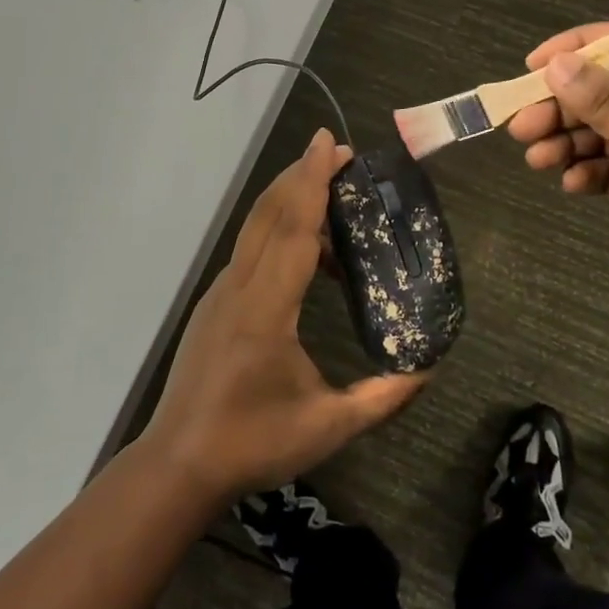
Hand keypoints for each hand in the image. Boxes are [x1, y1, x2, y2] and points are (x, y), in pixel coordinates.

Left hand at [143, 128, 428, 499]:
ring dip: (290, 201)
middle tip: (338, 153)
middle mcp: (239, 288)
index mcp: (266, 309)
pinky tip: (310, 257)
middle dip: (302, 175)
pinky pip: (251, 252)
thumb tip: (429, 370)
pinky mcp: (215, 305)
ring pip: (255, 229)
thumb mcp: (328, 426)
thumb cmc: (253, 443)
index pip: (293, 230)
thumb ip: (382, 398)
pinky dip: (280, 234)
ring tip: (332, 198)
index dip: (312, 182)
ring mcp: (221, 294)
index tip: (327, 143)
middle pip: (269, 213)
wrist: (179, 464)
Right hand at [506, 24, 608, 309]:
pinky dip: (586, 173)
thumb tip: (556, 66)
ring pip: (599, 132)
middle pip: (602, 92)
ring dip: (566, 143)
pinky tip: (571, 184)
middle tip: (521, 126)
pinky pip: (607, 168)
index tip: (532, 68)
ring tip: (537, 159)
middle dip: (561, 108)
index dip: (576, 50)